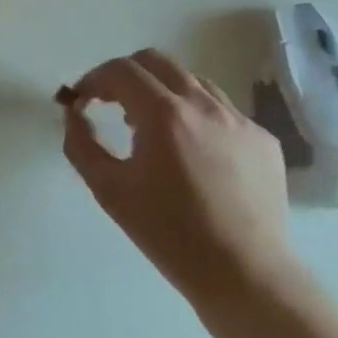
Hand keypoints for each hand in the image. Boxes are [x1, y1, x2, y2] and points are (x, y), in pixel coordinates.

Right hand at [61, 49, 303, 320]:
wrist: (246, 276)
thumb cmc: (169, 234)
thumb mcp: (109, 190)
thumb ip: (81, 143)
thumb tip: (74, 113)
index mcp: (165, 115)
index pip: (120, 70)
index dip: (93, 79)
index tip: (82, 100)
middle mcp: (204, 105)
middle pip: (156, 61)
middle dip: (125, 74)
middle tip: (111, 103)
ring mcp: (239, 120)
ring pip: (191, 81)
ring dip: (161, 91)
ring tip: (151, 127)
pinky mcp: (262, 140)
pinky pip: (220, 110)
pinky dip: (195, 115)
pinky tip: (190, 151)